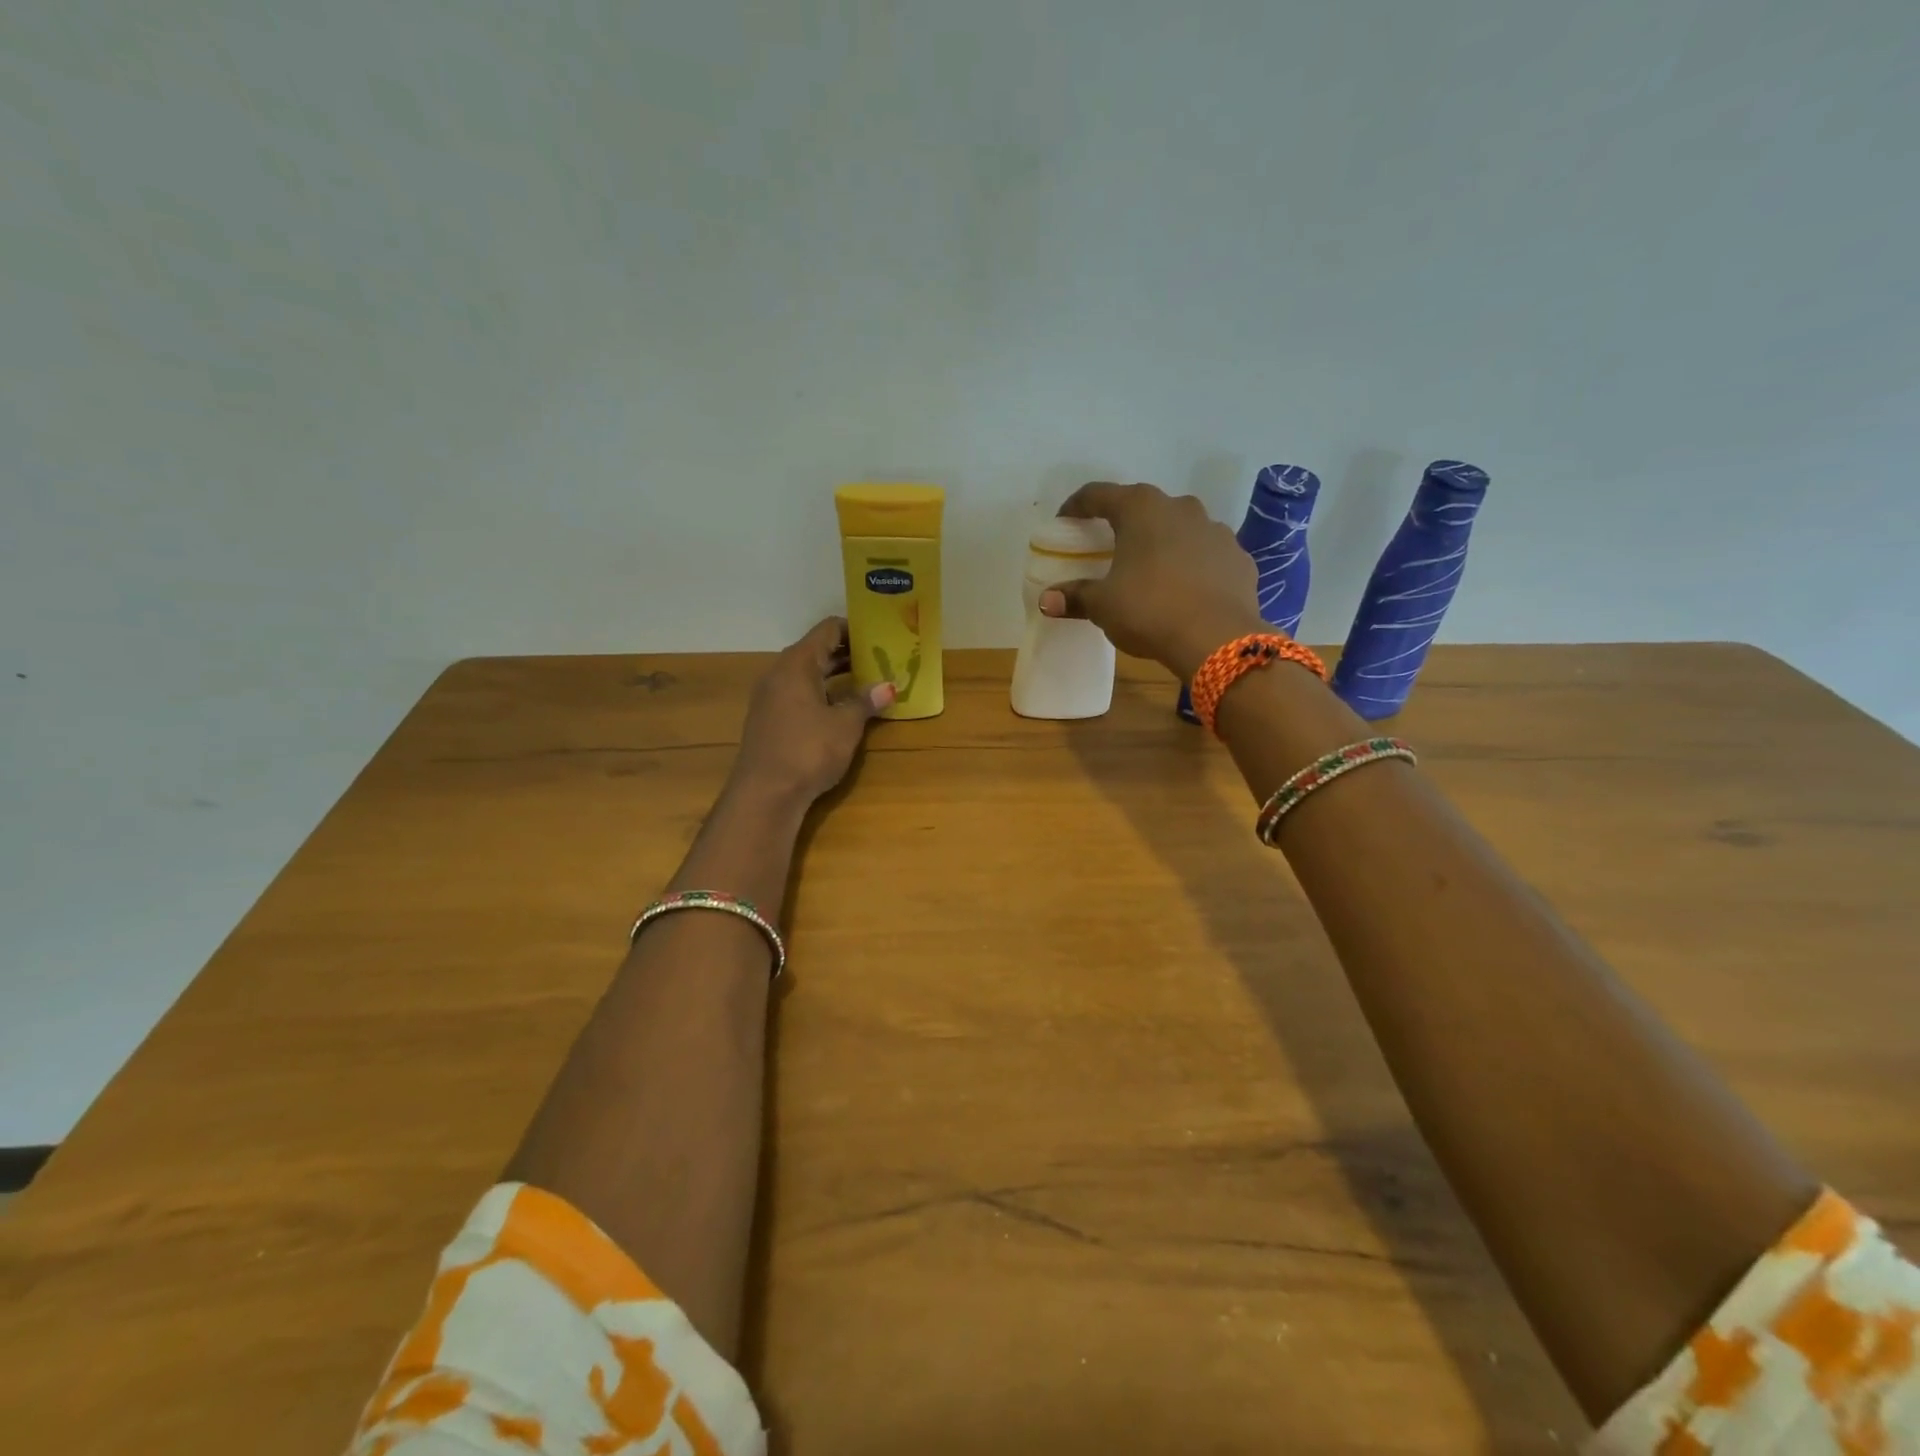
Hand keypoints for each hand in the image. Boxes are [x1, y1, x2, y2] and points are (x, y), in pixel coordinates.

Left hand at [731, 617, 893, 805]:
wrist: (765, 794)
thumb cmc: (808, 750)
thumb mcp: (845, 725)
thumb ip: (865, 701)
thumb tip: (887, 687)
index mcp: (797, 664)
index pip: (827, 630)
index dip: (854, 629)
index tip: (880, 634)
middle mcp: (779, 673)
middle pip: (816, 651)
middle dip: (848, 653)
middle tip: (880, 658)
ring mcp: (770, 697)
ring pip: (807, 674)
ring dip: (835, 676)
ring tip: (867, 681)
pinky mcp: (769, 720)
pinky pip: (799, 694)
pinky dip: (822, 693)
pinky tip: (841, 708)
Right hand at [1039, 482, 1264, 677]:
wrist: (1217, 638)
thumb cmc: (1149, 610)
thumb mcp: (1103, 606)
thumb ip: (1075, 596)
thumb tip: (1046, 600)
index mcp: (1141, 510)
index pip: (1099, 494)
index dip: (1077, 506)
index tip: (1066, 521)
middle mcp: (1181, 508)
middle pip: (1144, 507)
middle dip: (1124, 523)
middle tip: (1109, 547)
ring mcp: (1216, 531)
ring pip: (1181, 528)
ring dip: (1162, 543)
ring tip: (1150, 570)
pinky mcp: (1238, 558)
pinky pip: (1207, 555)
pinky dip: (1192, 566)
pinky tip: (1185, 590)